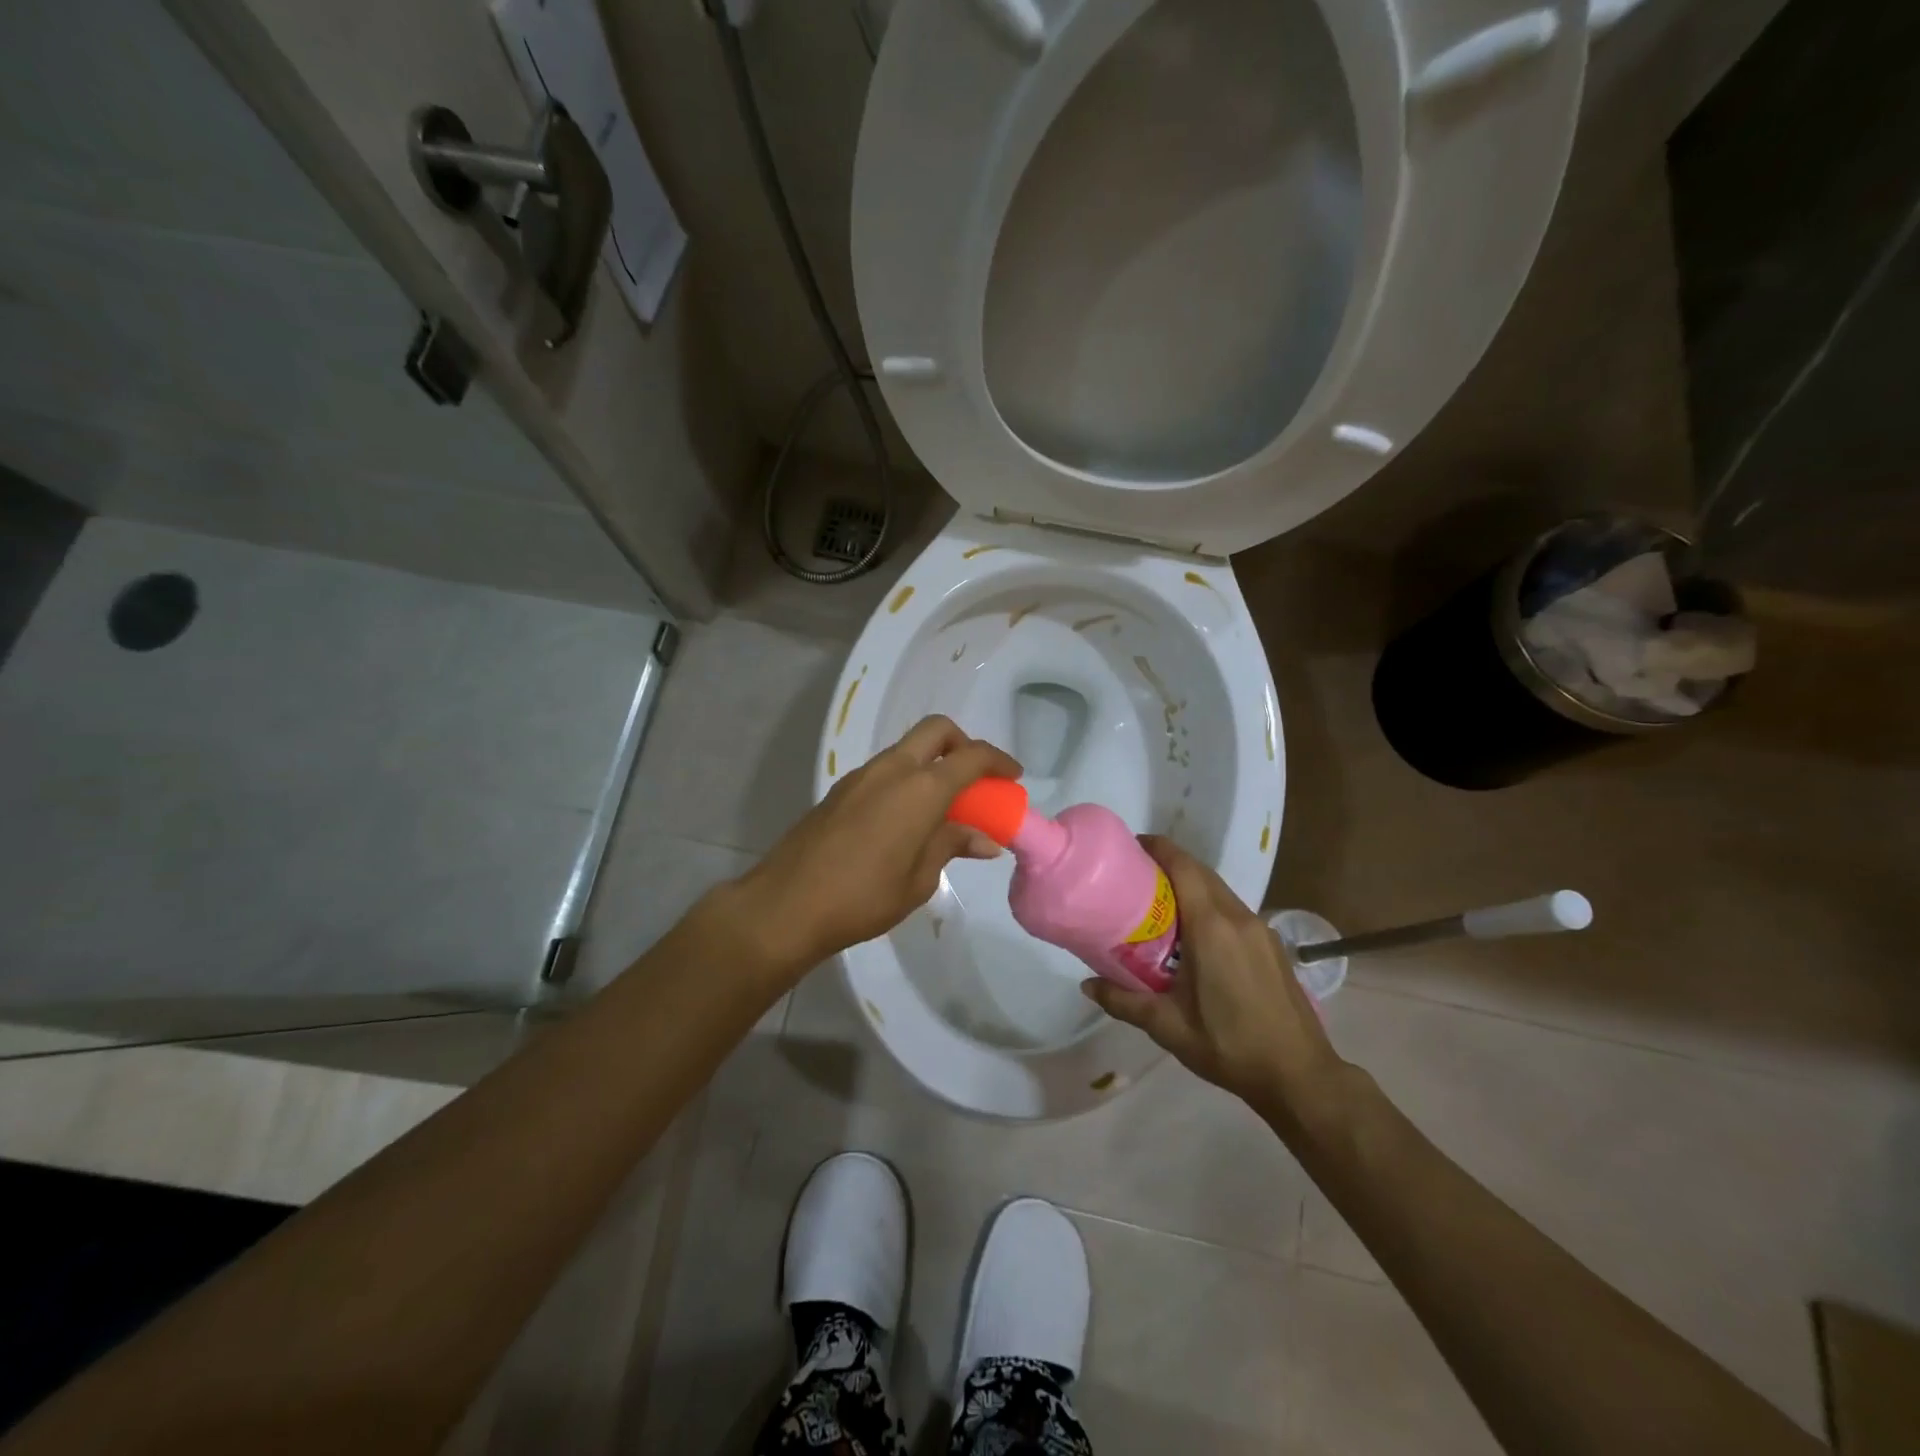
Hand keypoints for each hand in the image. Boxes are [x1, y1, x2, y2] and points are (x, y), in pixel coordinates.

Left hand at [735, 715, 1020, 970]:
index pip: (971, 756)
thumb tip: (985, 839)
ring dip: (933, 763)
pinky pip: (885, 770)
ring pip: (907, 749)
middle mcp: (892, 769)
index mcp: (920, 788)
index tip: (1013, 777)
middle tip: (976, 779)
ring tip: (944, 807)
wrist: (786, 905)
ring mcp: (861, 776)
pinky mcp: (840, 790)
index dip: (998, 761)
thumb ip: (952, 846)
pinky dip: (907, 779)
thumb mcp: (919, 878)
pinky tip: (906, 819)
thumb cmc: (863, 897)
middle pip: (936, 731)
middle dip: (963, 744)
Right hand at [1081, 836, 1346, 1121]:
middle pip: (1200, 872)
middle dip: (1168, 864)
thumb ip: (1124, 1001)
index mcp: (1211, 927)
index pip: (1183, 867)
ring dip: (1189, 885)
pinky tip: (1192, 934)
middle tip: (1133, 876)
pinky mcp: (1271, 944)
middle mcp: (1238, 917)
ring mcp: (1260, 929)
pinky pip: (1233, 909)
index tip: (1129, 847)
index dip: (1157, 848)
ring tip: (1157, 903)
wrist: (1300, 1075)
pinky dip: (1208, 905)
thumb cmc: (1229, 1046)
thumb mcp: (1168, 1026)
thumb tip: (1087, 984)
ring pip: (1218, 890)